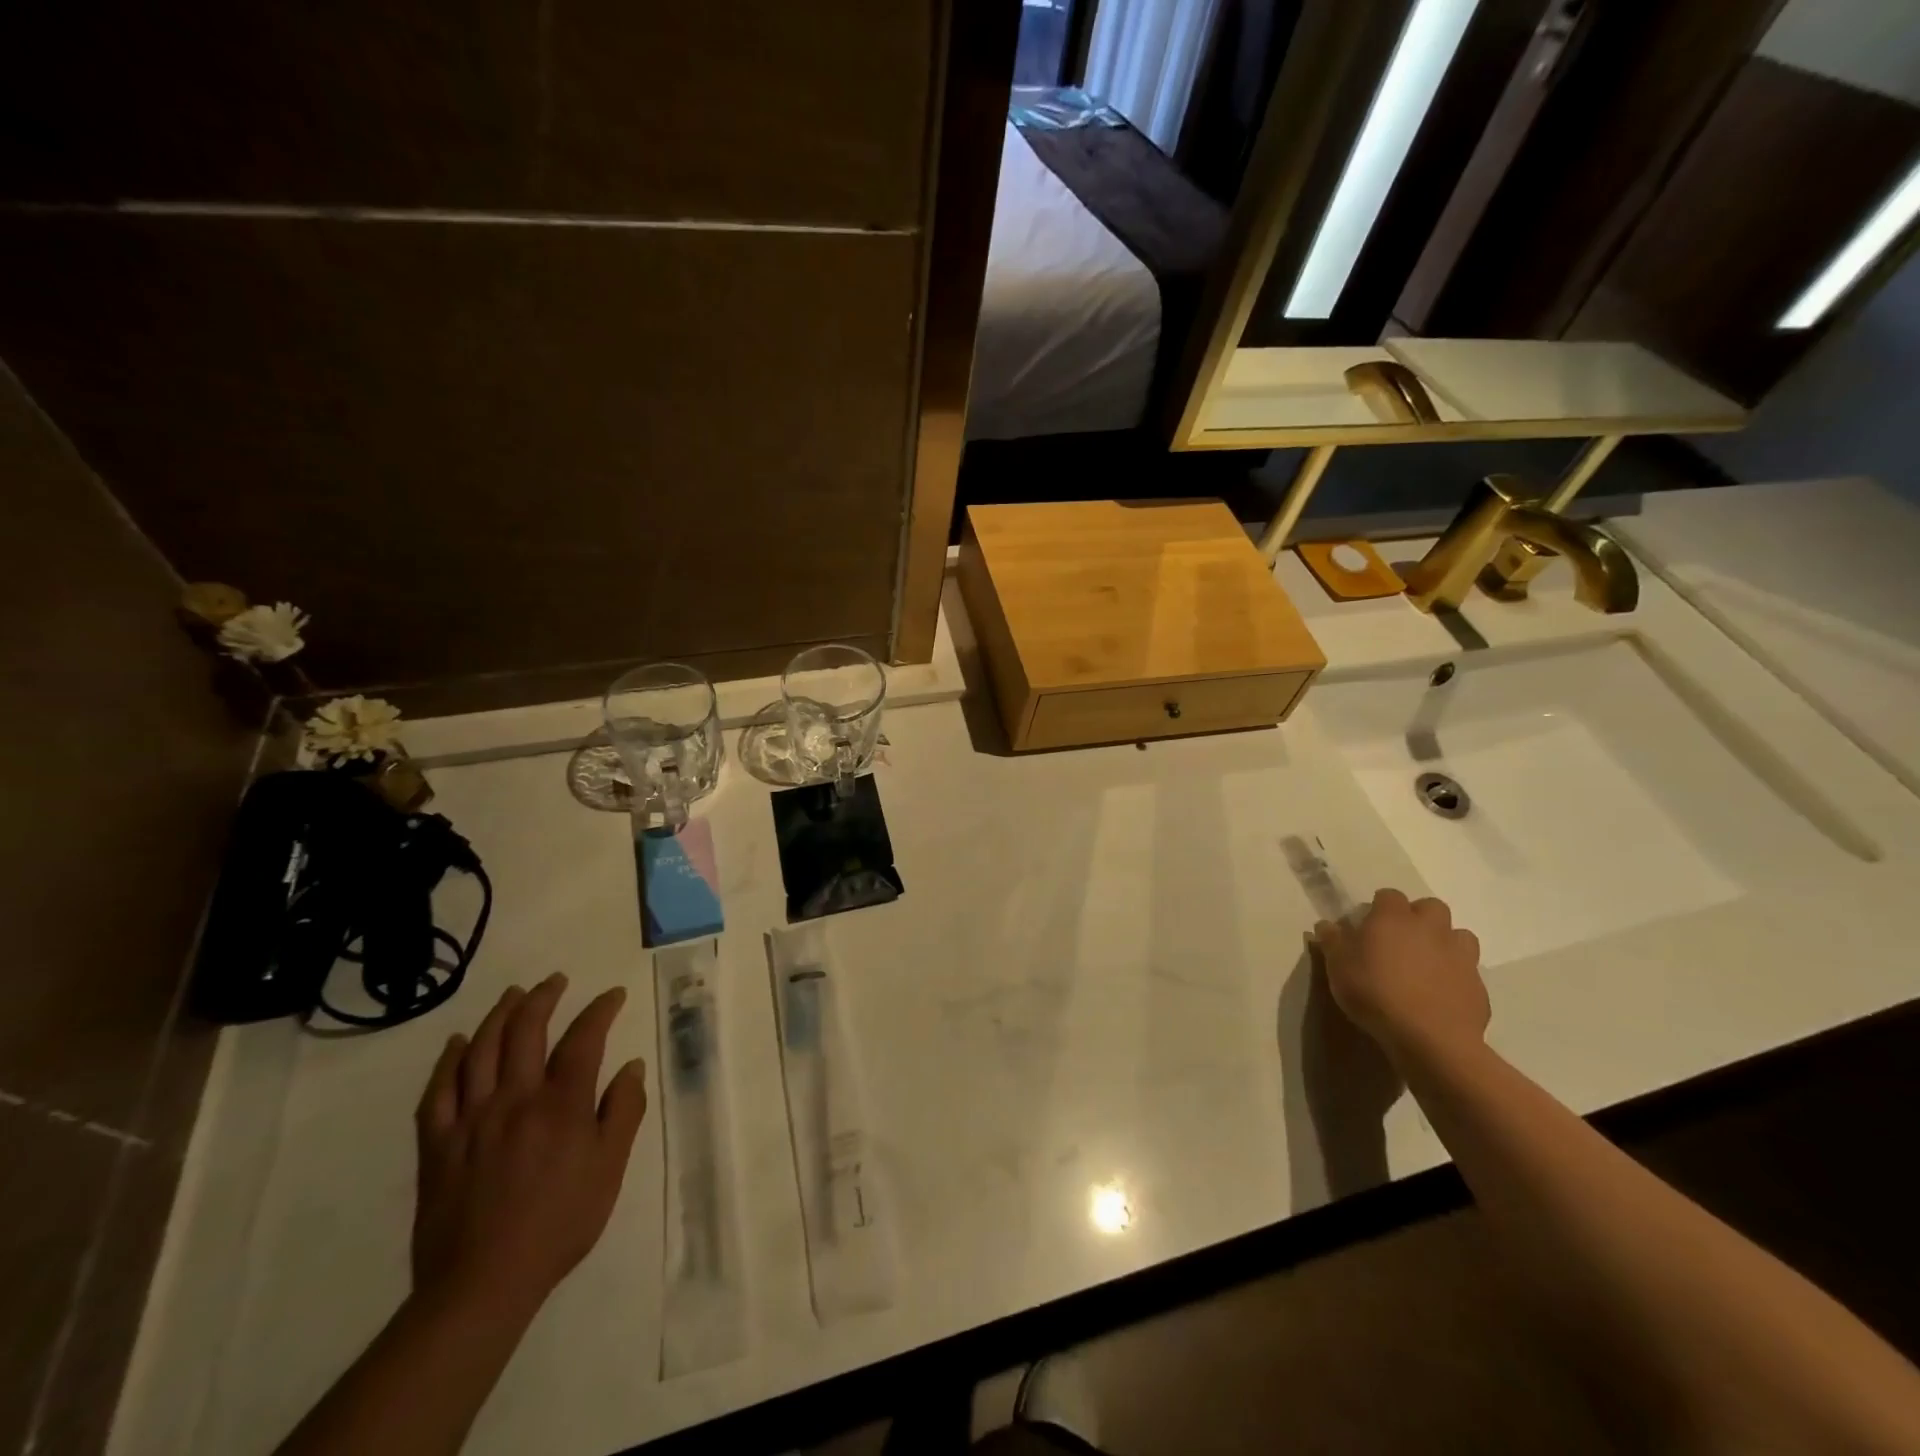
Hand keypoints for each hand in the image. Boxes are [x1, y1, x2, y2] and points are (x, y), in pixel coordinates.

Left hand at [412, 975, 647, 1324]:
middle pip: (526, 1031)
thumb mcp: (610, 1169)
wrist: (483, 1283)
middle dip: (543, 998)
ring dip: (500, 1015)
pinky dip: (449, 1061)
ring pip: (482, 1050)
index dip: (600, 1010)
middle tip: (555, 981)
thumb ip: (623, 1112)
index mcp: (562, 1104)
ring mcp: (471, 1119)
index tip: (613, 995)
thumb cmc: (560, 1223)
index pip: (584, 1039)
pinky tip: (458, 1043)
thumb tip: (632, 1066)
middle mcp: (515, 1098)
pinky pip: (438, 1091)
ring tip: (513, 994)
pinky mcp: (437, 1144)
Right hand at [1315, 889, 1487, 1066]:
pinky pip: (1468, 971)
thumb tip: (1326, 925)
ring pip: (1459, 935)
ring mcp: (1460, 956)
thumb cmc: (1374, 992)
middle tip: (1401, 940)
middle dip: (1419, 917)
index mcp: (1394, 917)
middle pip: (1431, 907)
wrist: (1429, 1038)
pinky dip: (1456, 976)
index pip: (1389, 895)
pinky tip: (1440, 994)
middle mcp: (1430, 928)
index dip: (1379, 907)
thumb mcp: (1338, 966)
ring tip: (1427, 964)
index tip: (1369, 926)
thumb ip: (1332, 941)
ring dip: (1444, 943)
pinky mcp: (1478, 985)